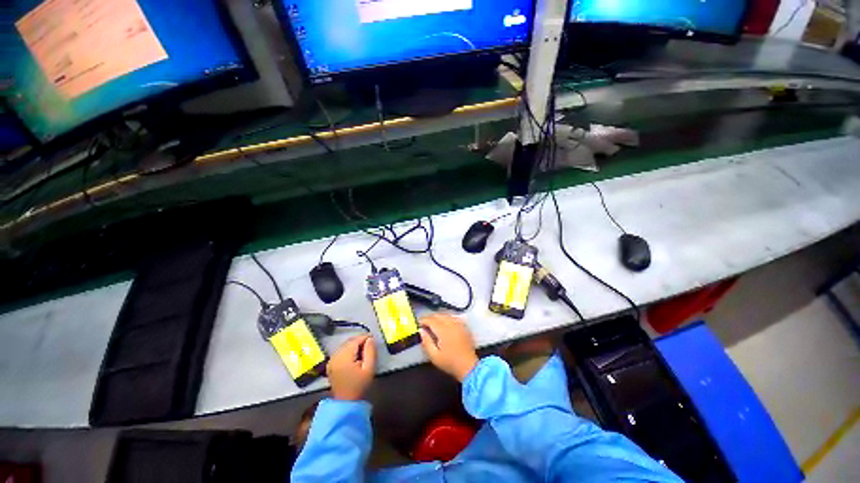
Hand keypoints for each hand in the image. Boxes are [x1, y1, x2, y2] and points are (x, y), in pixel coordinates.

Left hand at [327, 335, 376, 400]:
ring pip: (343, 347)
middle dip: (358, 342)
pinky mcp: (330, 365)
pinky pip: (339, 353)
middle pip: (347, 343)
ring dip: (352, 347)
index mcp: (344, 356)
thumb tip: (370, 339)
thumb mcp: (369, 369)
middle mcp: (335, 355)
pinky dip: (347, 352)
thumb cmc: (359, 386)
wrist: (346, 400)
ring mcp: (331, 360)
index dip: (364, 337)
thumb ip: (370, 353)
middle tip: (369, 344)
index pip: (354, 341)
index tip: (373, 338)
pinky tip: (354, 358)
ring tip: (363, 351)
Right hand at [419, 314, 478, 381]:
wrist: (468, 367)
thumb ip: (426, 342)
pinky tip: (445, 324)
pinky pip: (455, 318)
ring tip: (433, 324)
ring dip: (439, 317)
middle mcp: (453, 325)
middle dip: (430, 318)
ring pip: (448, 315)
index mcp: (444, 331)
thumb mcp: (434, 356)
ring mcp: (461, 326)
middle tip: (424, 324)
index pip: (431, 320)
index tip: (418, 324)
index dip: (423, 320)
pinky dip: (448, 319)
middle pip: (439, 315)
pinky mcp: (465, 328)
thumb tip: (421, 331)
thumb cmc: (449, 363)